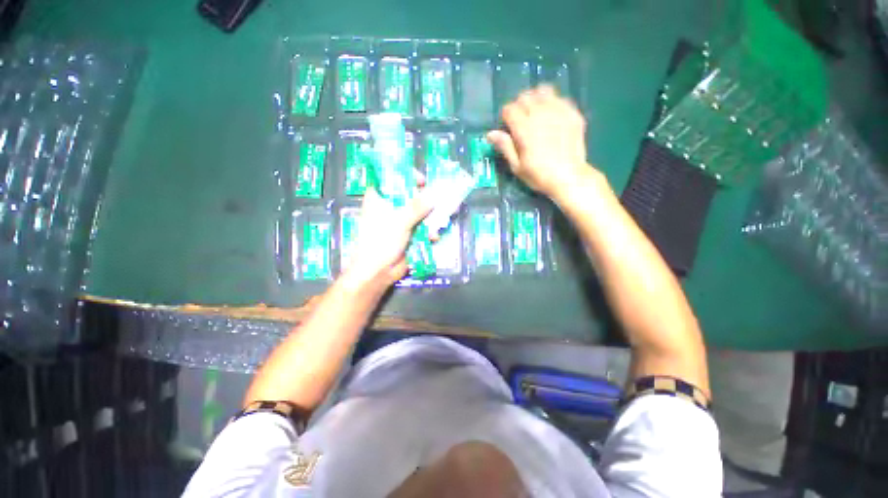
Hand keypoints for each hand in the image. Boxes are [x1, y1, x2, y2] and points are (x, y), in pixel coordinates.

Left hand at [341, 187, 432, 290]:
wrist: (377, 271)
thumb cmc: (381, 241)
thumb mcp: (399, 221)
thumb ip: (417, 207)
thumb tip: (434, 194)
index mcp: (380, 198)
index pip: (392, 179)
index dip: (407, 177)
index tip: (423, 181)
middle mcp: (390, 207)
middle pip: (410, 196)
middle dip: (426, 199)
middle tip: (438, 200)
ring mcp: (400, 222)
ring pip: (419, 213)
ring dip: (430, 217)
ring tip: (441, 220)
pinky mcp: (408, 234)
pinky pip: (422, 228)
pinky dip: (429, 231)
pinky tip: (433, 237)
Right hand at [487, 85, 595, 199]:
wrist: (569, 177)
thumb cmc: (539, 175)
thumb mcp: (516, 166)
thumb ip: (505, 147)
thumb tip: (490, 133)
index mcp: (524, 129)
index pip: (509, 108)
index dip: (505, 117)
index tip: (508, 128)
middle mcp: (540, 114)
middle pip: (525, 96)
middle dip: (519, 106)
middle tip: (521, 121)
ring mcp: (558, 112)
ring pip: (543, 91)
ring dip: (536, 99)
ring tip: (536, 114)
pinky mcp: (572, 113)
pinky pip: (560, 98)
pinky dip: (552, 103)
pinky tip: (552, 117)